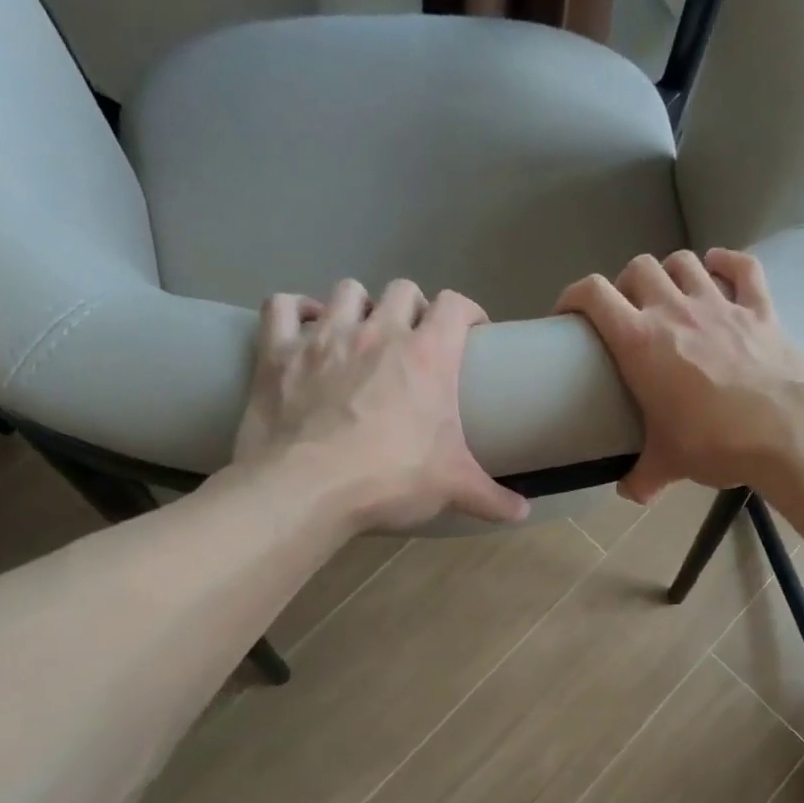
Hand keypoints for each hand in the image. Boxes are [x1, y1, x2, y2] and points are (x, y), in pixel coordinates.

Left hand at [233, 280, 527, 529]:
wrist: (308, 488)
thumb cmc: (392, 479)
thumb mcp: (455, 489)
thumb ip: (493, 498)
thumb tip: (524, 513)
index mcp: (428, 356)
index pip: (456, 305)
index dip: (468, 312)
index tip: (472, 331)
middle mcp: (379, 332)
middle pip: (403, 290)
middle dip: (414, 308)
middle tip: (416, 340)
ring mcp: (325, 336)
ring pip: (347, 290)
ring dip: (360, 306)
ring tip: (362, 334)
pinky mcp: (279, 351)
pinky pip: (282, 305)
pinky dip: (295, 310)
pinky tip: (305, 326)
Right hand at [557, 249, 803, 503]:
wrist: (782, 430)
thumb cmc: (713, 442)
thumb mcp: (669, 464)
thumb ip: (643, 478)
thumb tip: (630, 494)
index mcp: (640, 341)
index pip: (594, 295)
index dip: (574, 295)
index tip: (569, 314)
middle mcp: (675, 310)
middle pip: (639, 268)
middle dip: (627, 285)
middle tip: (630, 314)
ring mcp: (720, 305)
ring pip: (686, 261)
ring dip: (671, 271)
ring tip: (671, 292)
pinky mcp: (760, 309)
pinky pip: (744, 268)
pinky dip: (729, 263)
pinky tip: (720, 267)